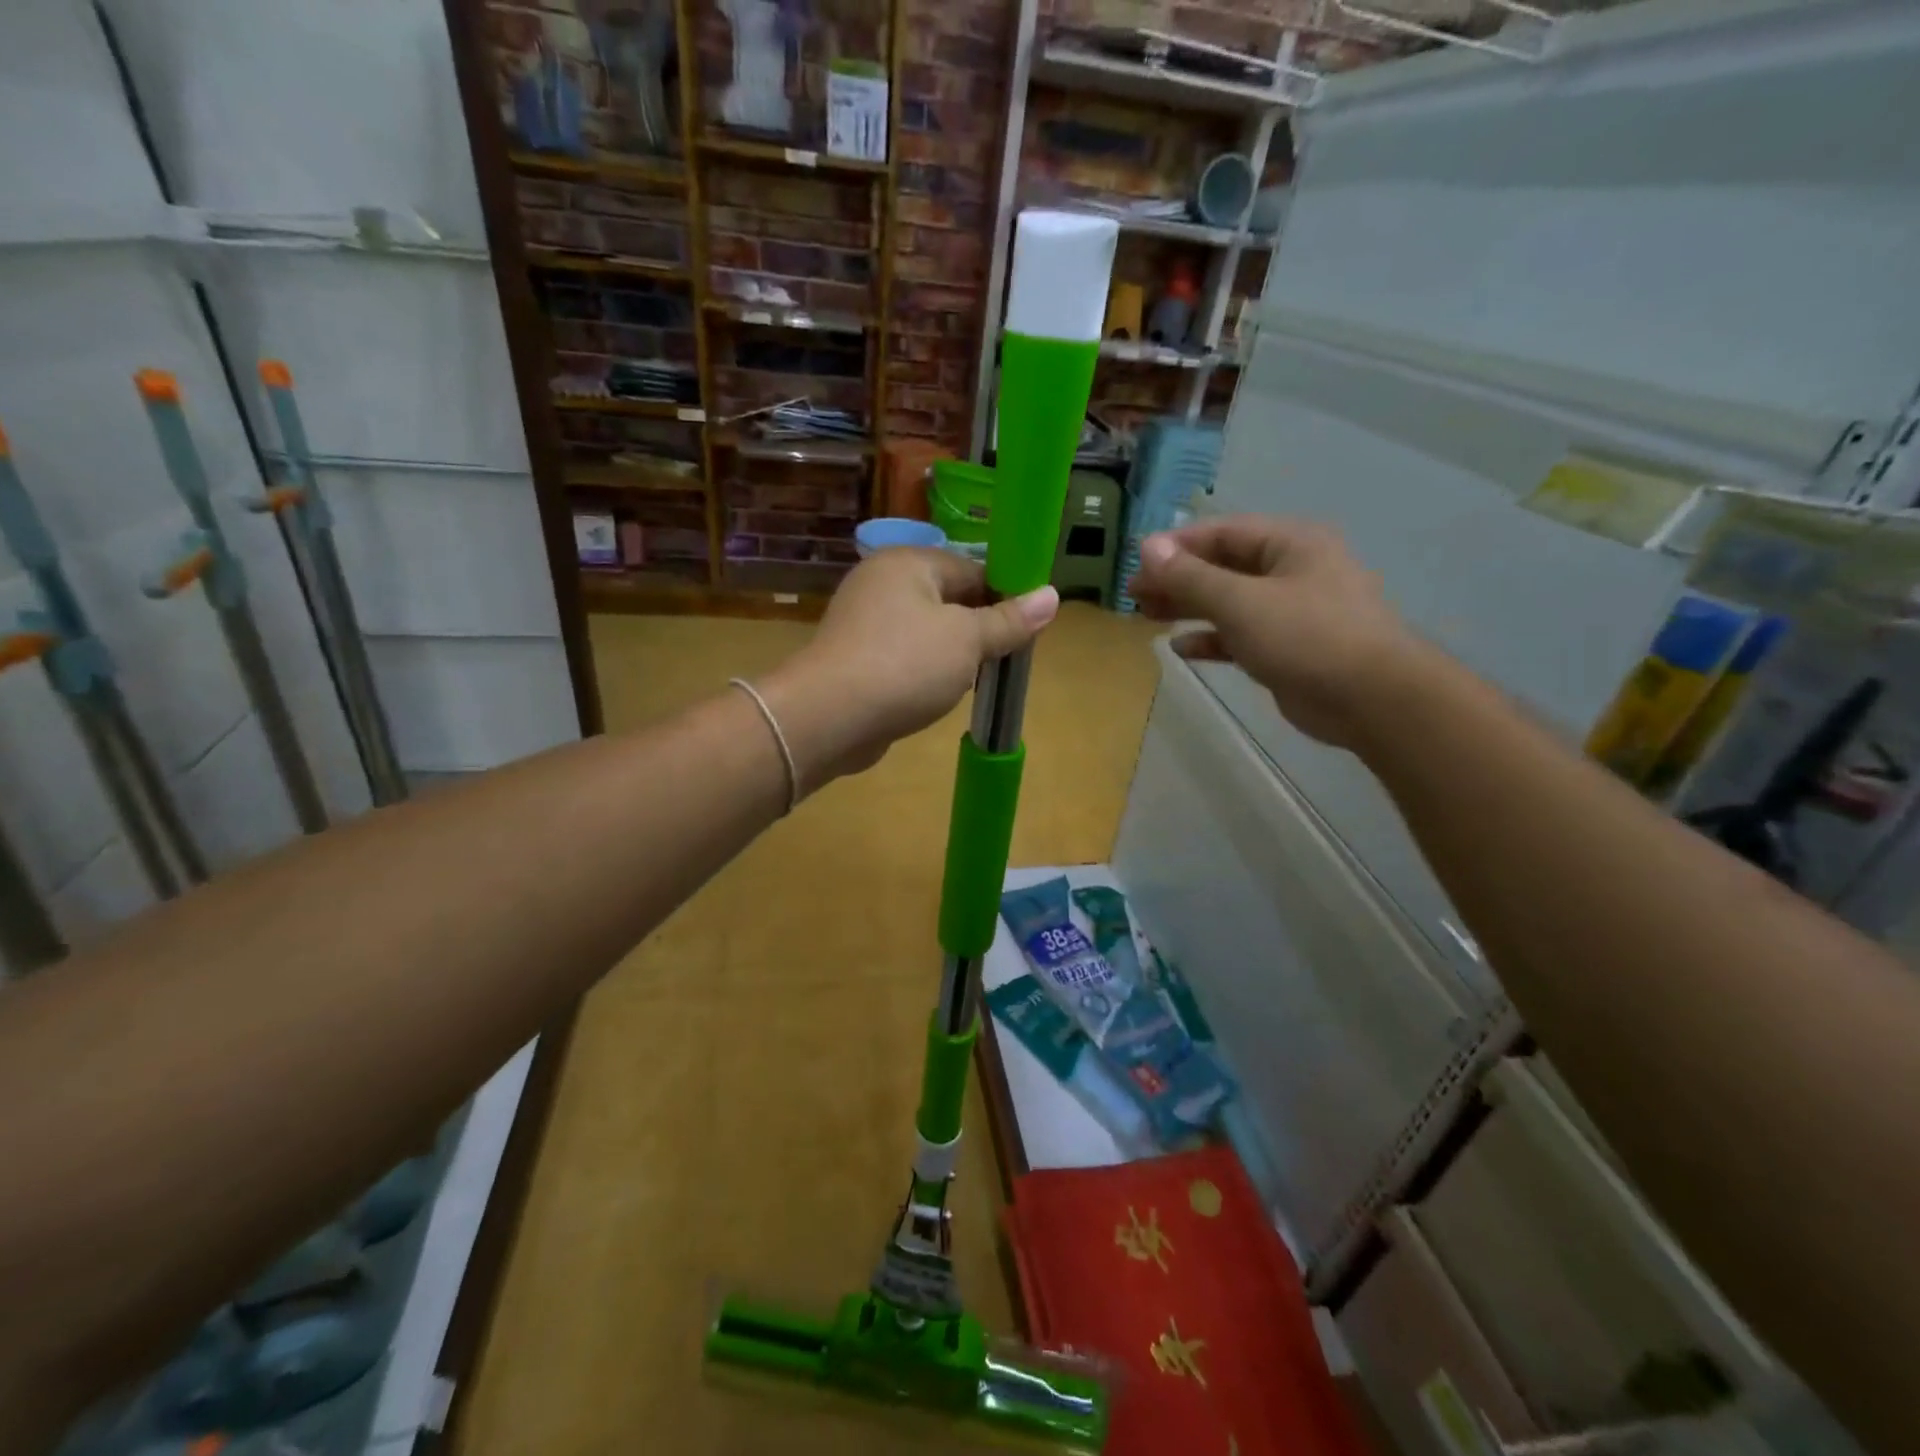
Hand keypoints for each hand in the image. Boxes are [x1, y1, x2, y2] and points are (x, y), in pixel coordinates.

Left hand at [760, 548, 1058, 789]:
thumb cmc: (905, 665)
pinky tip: (937, 693)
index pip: (972, 567)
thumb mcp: (967, 640)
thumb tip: (1052, 596)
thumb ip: (1009, 620)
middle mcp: (882, 582)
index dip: (1004, 595)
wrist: (830, 717)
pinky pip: (903, 655)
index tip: (1027, 627)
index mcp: (909, 562)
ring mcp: (863, 621)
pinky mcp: (855, 657)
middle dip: (978, 627)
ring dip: (952, 652)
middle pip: (948, 598)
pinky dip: (924, 670)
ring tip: (975, 679)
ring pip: (926, 629)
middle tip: (1005, 657)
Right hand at [1127, 516, 1419, 747]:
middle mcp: (1292, 570)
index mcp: (1290, 543)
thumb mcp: (1240, 601)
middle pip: (1223, 566)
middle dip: (1178, 579)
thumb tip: (1147, 547)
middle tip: (1134, 594)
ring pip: (1230, 602)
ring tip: (1146, 616)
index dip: (1176, 546)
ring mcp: (1292, 611)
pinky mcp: (1288, 648)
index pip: (1222, 533)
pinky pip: (1241, 635)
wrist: (1371, 699)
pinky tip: (1182, 649)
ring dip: (1189, 608)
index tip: (1137, 563)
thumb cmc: (1306, 637)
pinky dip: (1212, 639)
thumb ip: (1191, 576)